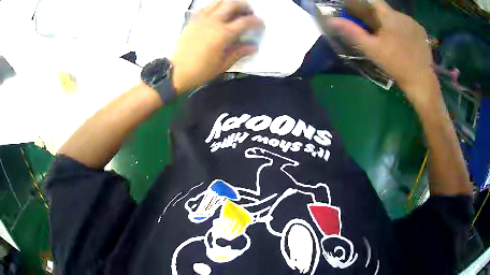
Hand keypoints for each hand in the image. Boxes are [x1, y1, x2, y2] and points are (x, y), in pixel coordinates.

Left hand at [171, 0, 263, 92]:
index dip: (257, 21)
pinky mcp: (192, 20)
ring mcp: (201, 19)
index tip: (261, 25)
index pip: (246, 21)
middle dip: (245, 6)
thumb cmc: (201, 71)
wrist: (176, 72)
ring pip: (218, 1)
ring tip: (234, 10)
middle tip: (249, 13)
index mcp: (223, 34)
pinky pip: (205, 7)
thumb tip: (254, 46)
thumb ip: (239, 52)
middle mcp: (213, 22)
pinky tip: (217, 13)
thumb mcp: (223, 64)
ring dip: (230, 3)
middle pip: (233, 4)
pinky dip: (214, 6)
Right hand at [327, 0, 437, 104]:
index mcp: (389, 16)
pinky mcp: (422, 33)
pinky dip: (401, 28)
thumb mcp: (372, 49)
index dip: (361, 4)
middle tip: (370, 28)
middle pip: (384, 10)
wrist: (421, 81)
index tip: (355, 12)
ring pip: (396, 17)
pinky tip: (401, 41)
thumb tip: (331, 20)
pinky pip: (407, 25)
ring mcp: (414, 23)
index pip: (371, 1)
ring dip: (389, 22)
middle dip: (375, 15)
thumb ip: (352, 32)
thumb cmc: (396, 64)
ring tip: (387, 37)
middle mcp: (402, 15)